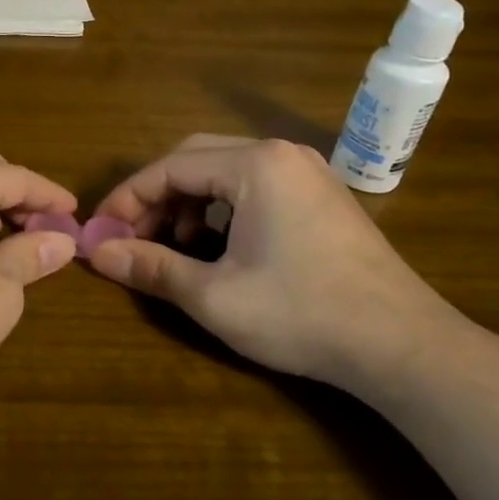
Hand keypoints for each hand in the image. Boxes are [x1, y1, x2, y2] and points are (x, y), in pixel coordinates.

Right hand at [88, 134, 469, 387]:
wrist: (403, 345)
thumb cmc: (301, 314)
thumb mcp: (213, 296)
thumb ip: (150, 267)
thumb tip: (95, 253)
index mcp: (254, 164)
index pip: (169, 167)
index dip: (127, 198)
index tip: (100, 230)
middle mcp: (281, 154)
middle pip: (195, 159)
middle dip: (156, 198)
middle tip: (132, 237)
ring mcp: (307, 172)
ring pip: (225, 171)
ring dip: (189, 203)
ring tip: (174, 246)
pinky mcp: (321, 195)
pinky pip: (255, 186)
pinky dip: (223, 208)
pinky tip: (218, 246)